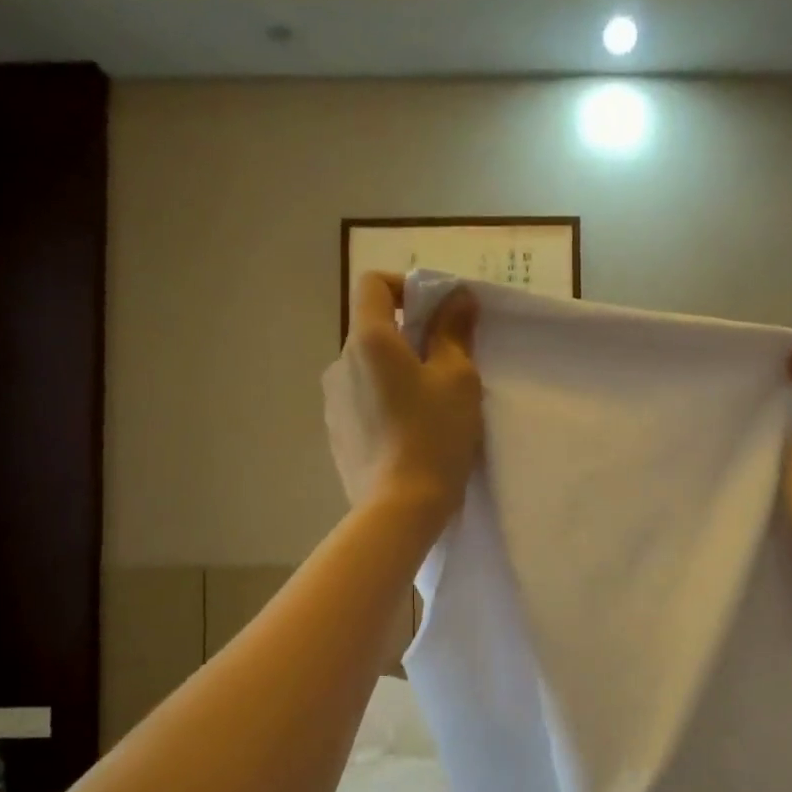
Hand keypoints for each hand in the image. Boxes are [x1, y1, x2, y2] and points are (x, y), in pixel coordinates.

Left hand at [323, 273, 482, 524]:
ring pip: (368, 371)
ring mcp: (333, 402)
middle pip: (373, 331)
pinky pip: (362, 404)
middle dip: (408, 339)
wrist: (400, 507)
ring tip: (428, 410)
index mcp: (368, 340)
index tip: (436, 313)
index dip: (405, 286)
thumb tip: (457, 296)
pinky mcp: (336, 435)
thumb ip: (454, 331)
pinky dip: (384, 406)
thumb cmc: (434, 435)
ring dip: (395, 376)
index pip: (373, 284)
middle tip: (446, 369)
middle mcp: (340, 363)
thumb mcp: (458, 380)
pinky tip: (408, 437)